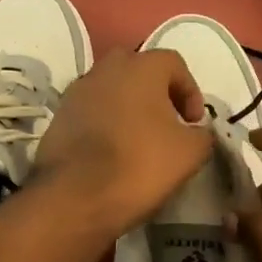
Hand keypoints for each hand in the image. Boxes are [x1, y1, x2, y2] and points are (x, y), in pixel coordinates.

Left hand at [30, 48, 213, 235]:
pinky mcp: (59, 117)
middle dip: (157, 94)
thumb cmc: (139, 165)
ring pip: (113, 90)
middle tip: (168, 124)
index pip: (174, 64)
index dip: (190, 92)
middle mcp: (105, 69)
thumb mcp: (190, 153)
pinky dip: (107, 124)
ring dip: (130, 108)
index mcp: (141, 67)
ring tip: (140, 141)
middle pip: (139, 71)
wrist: (74, 197)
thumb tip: (196, 131)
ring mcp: (77, 91)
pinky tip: (114, 152)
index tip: (194, 123)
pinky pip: (92, 111)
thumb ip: (202, 134)